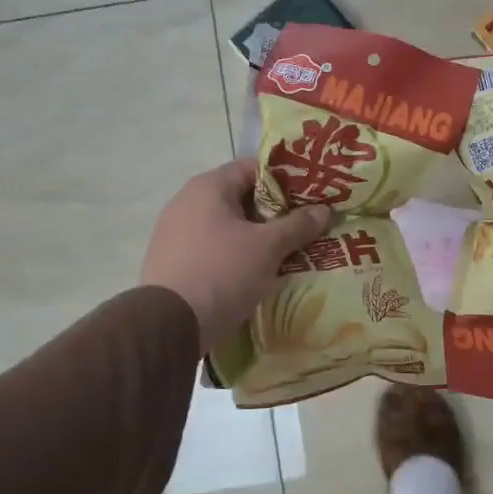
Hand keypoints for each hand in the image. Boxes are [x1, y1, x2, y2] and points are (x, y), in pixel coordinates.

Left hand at [141, 160, 332, 352]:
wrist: (168, 325)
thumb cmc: (222, 272)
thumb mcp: (268, 247)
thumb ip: (297, 225)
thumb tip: (323, 210)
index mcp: (209, 187)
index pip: (254, 168)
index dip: (285, 180)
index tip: (310, 197)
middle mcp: (187, 202)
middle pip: (241, 198)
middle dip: (274, 213)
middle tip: (305, 226)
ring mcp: (175, 232)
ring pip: (227, 227)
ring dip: (256, 237)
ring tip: (287, 252)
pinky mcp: (173, 261)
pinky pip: (213, 249)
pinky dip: (236, 255)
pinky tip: (256, 273)